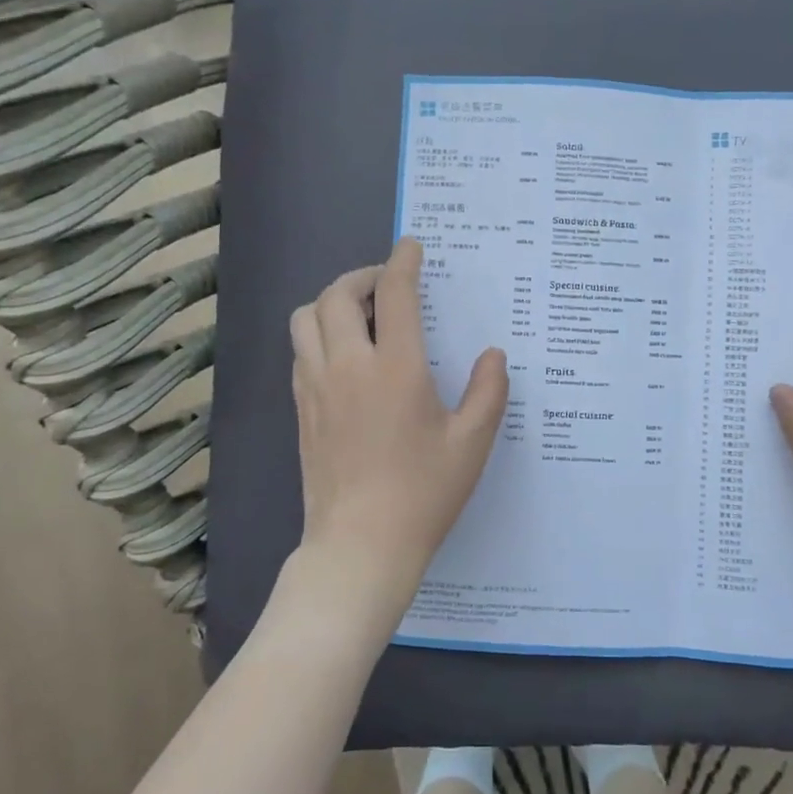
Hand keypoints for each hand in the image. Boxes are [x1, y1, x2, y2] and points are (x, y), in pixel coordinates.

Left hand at [289, 237, 508, 627]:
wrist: (360, 546)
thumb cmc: (423, 494)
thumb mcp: (472, 443)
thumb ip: (489, 391)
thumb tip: (493, 355)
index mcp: (396, 368)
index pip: (394, 294)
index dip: (402, 262)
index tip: (411, 247)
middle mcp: (349, 366)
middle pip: (337, 296)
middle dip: (361, 276)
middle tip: (386, 284)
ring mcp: (317, 388)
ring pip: (305, 319)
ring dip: (331, 303)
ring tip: (359, 315)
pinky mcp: (301, 410)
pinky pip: (300, 352)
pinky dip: (317, 335)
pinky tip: (343, 357)